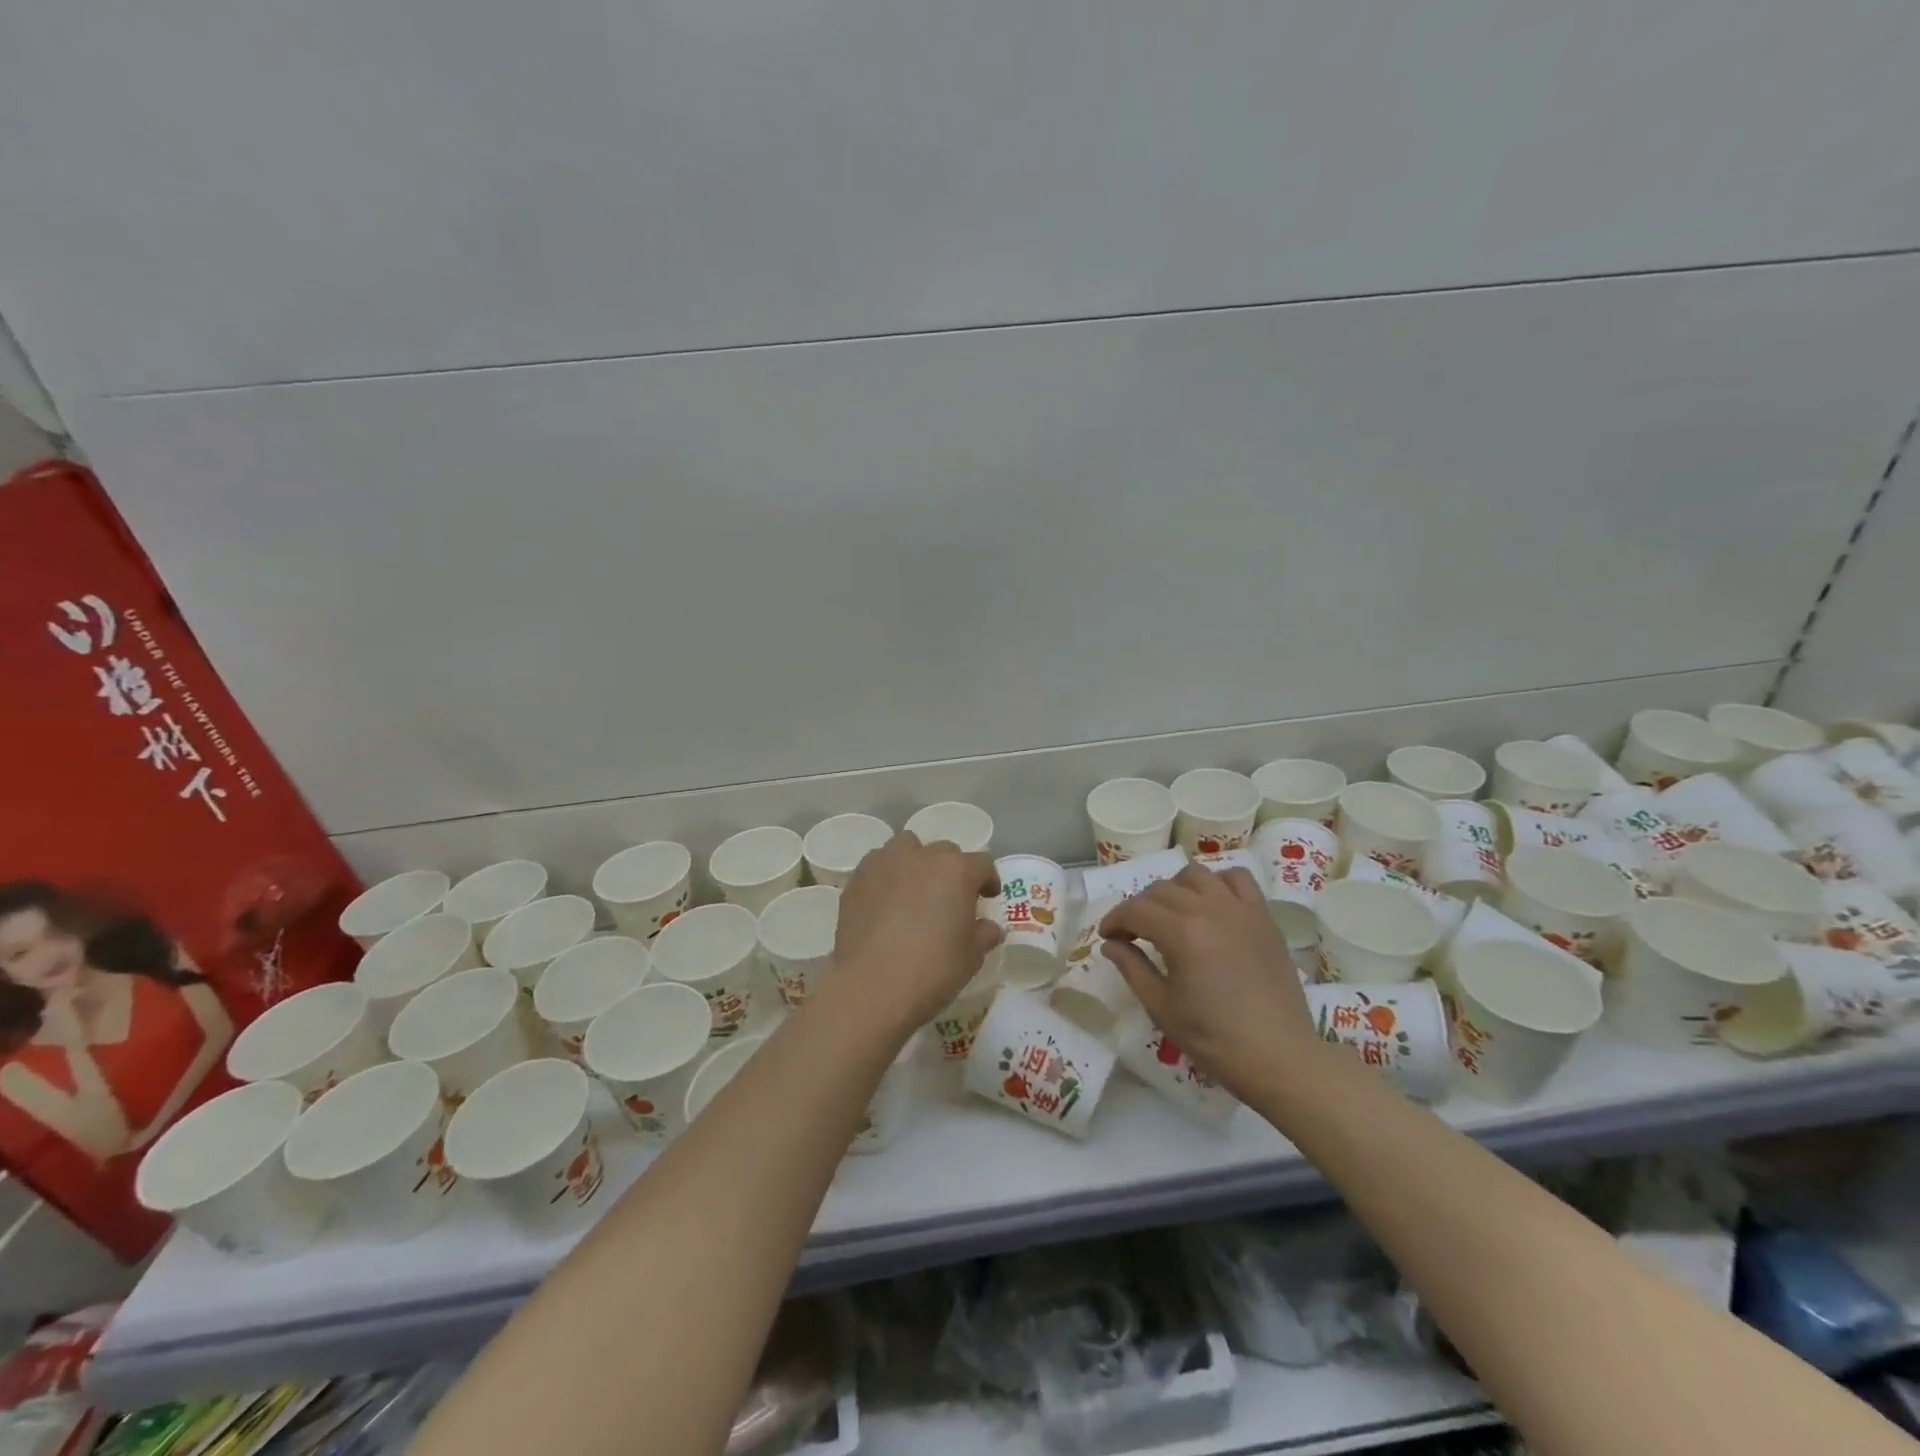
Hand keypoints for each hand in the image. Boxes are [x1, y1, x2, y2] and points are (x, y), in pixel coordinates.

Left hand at [831, 833, 1002, 1034]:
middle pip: (944, 852)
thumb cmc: (933, 969)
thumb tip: (990, 928)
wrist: (872, 985)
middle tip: (949, 899)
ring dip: (915, 863)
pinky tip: (884, 903)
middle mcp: (922, 856)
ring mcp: (886, 863)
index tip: (987, 898)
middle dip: (951, 871)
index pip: (982, 863)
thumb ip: (983, 935)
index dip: (987, 880)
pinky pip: (877, 866)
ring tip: (913, 891)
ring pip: (906, 848)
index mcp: (957, 870)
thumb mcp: (971, 957)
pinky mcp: (858, 879)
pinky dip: (886, 877)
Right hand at [1100, 865, 1319, 1101]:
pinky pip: (1237, 879)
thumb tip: (1111, 944)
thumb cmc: (1214, 1039)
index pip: (1135, 910)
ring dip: (1175, 890)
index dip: (1114, 920)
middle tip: (1133, 934)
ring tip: (1172, 916)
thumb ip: (1132, 968)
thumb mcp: (1161, 1008)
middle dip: (1139, 908)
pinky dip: (1217, 883)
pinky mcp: (1263, 917)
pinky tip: (1211, 905)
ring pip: (1195, 875)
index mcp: (1181, 934)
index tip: (1108, 938)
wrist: (1279, 1057)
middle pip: (1161, 890)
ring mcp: (1240, 909)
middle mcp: (1209, 910)